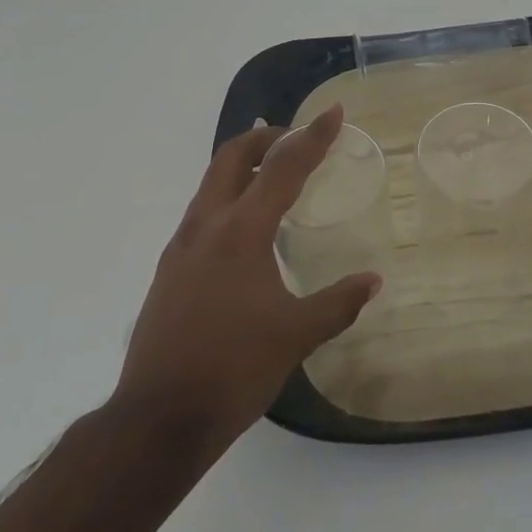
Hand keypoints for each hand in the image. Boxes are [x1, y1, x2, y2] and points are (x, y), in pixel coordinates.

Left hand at [113, 105, 380, 448]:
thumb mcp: (295, 336)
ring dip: (241, 166)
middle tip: (294, 139)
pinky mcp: (168, 269)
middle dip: (264, 137)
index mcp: (241, 232)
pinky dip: (226, 198)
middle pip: (231, 156)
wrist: (158, 418)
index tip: (333, 112)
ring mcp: (180, 246)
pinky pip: (200, 213)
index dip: (312, 137)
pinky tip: (243, 230)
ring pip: (210, 183)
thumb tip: (374, 281)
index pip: (283, 167)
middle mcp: (206, 226)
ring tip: (270, 174)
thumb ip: (337, 303)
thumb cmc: (234, 370)